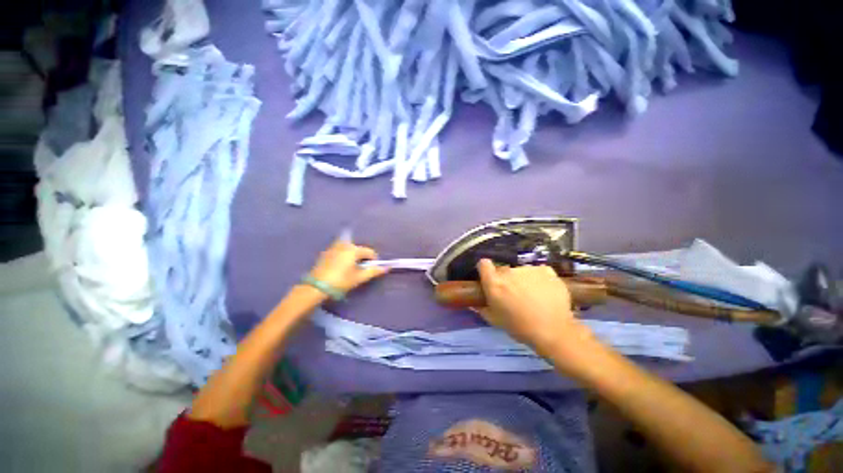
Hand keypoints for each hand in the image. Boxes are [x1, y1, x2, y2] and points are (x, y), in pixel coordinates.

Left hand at [308, 240, 387, 294]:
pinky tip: (341, 266)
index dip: (374, 260)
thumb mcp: (359, 277)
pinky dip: (344, 255)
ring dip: (353, 255)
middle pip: (359, 248)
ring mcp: (334, 247)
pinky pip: (340, 250)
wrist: (316, 287)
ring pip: (348, 248)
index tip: (372, 269)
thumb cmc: (341, 281)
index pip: (369, 251)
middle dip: (362, 257)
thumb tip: (386, 268)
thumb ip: (373, 271)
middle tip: (361, 269)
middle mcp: (344, 245)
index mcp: (354, 249)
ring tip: (351, 267)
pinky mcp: (326, 253)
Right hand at [477, 259, 598, 361]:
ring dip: (523, 280)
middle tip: (513, 294)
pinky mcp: (546, 270)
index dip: (485, 270)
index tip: (489, 278)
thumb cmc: (520, 327)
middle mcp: (509, 271)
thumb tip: (473, 303)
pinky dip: (539, 279)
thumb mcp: (495, 320)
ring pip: (521, 271)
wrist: (554, 332)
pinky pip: (537, 272)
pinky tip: (545, 292)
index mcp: (494, 282)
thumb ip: (482, 308)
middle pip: (503, 269)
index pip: (483, 264)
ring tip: (532, 296)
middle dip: (506, 279)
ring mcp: (528, 269)